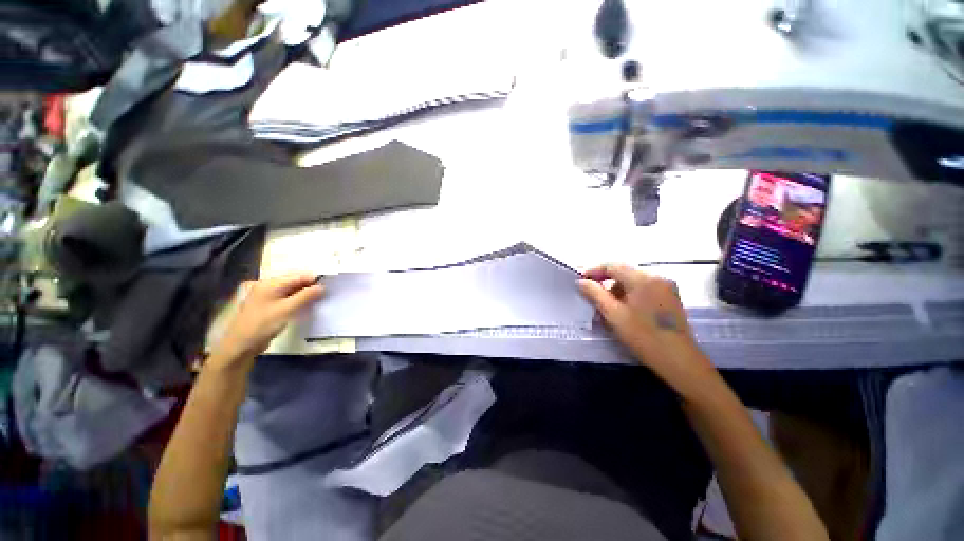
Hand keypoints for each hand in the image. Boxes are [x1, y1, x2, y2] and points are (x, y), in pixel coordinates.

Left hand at [208, 274, 323, 370]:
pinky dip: (298, 300)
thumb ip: (306, 296)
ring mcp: (268, 296)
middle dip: (311, 286)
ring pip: (292, 290)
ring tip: (320, 299)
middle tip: (327, 293)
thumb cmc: (263, 324)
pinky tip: (306, 305)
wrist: (241, 345)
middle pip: (295, 281)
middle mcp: (268, 286)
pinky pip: (288, 298)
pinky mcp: (269, 306)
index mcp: (271, 283)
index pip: (298, 276)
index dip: (314, 279)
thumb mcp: (287, 309)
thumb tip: (322, 287)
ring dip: (305, 294)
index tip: (330, 285)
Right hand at [578, 264, 718, 397]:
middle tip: (591, 296)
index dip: (593, 271)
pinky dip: (630, 294)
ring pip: (633, 281)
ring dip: (617, 289)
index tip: (580, 280)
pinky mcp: (670, 296)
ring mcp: (666, 286)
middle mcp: (656, 277)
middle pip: (623, 272)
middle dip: (605, 282)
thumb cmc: (643, 336)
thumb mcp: (613, 315)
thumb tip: (581, 281)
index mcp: (642, 279)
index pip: (612, 266)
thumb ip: (595, 294)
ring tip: (607, 307)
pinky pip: (644, 288)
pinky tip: (624, 309)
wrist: (679, 360)